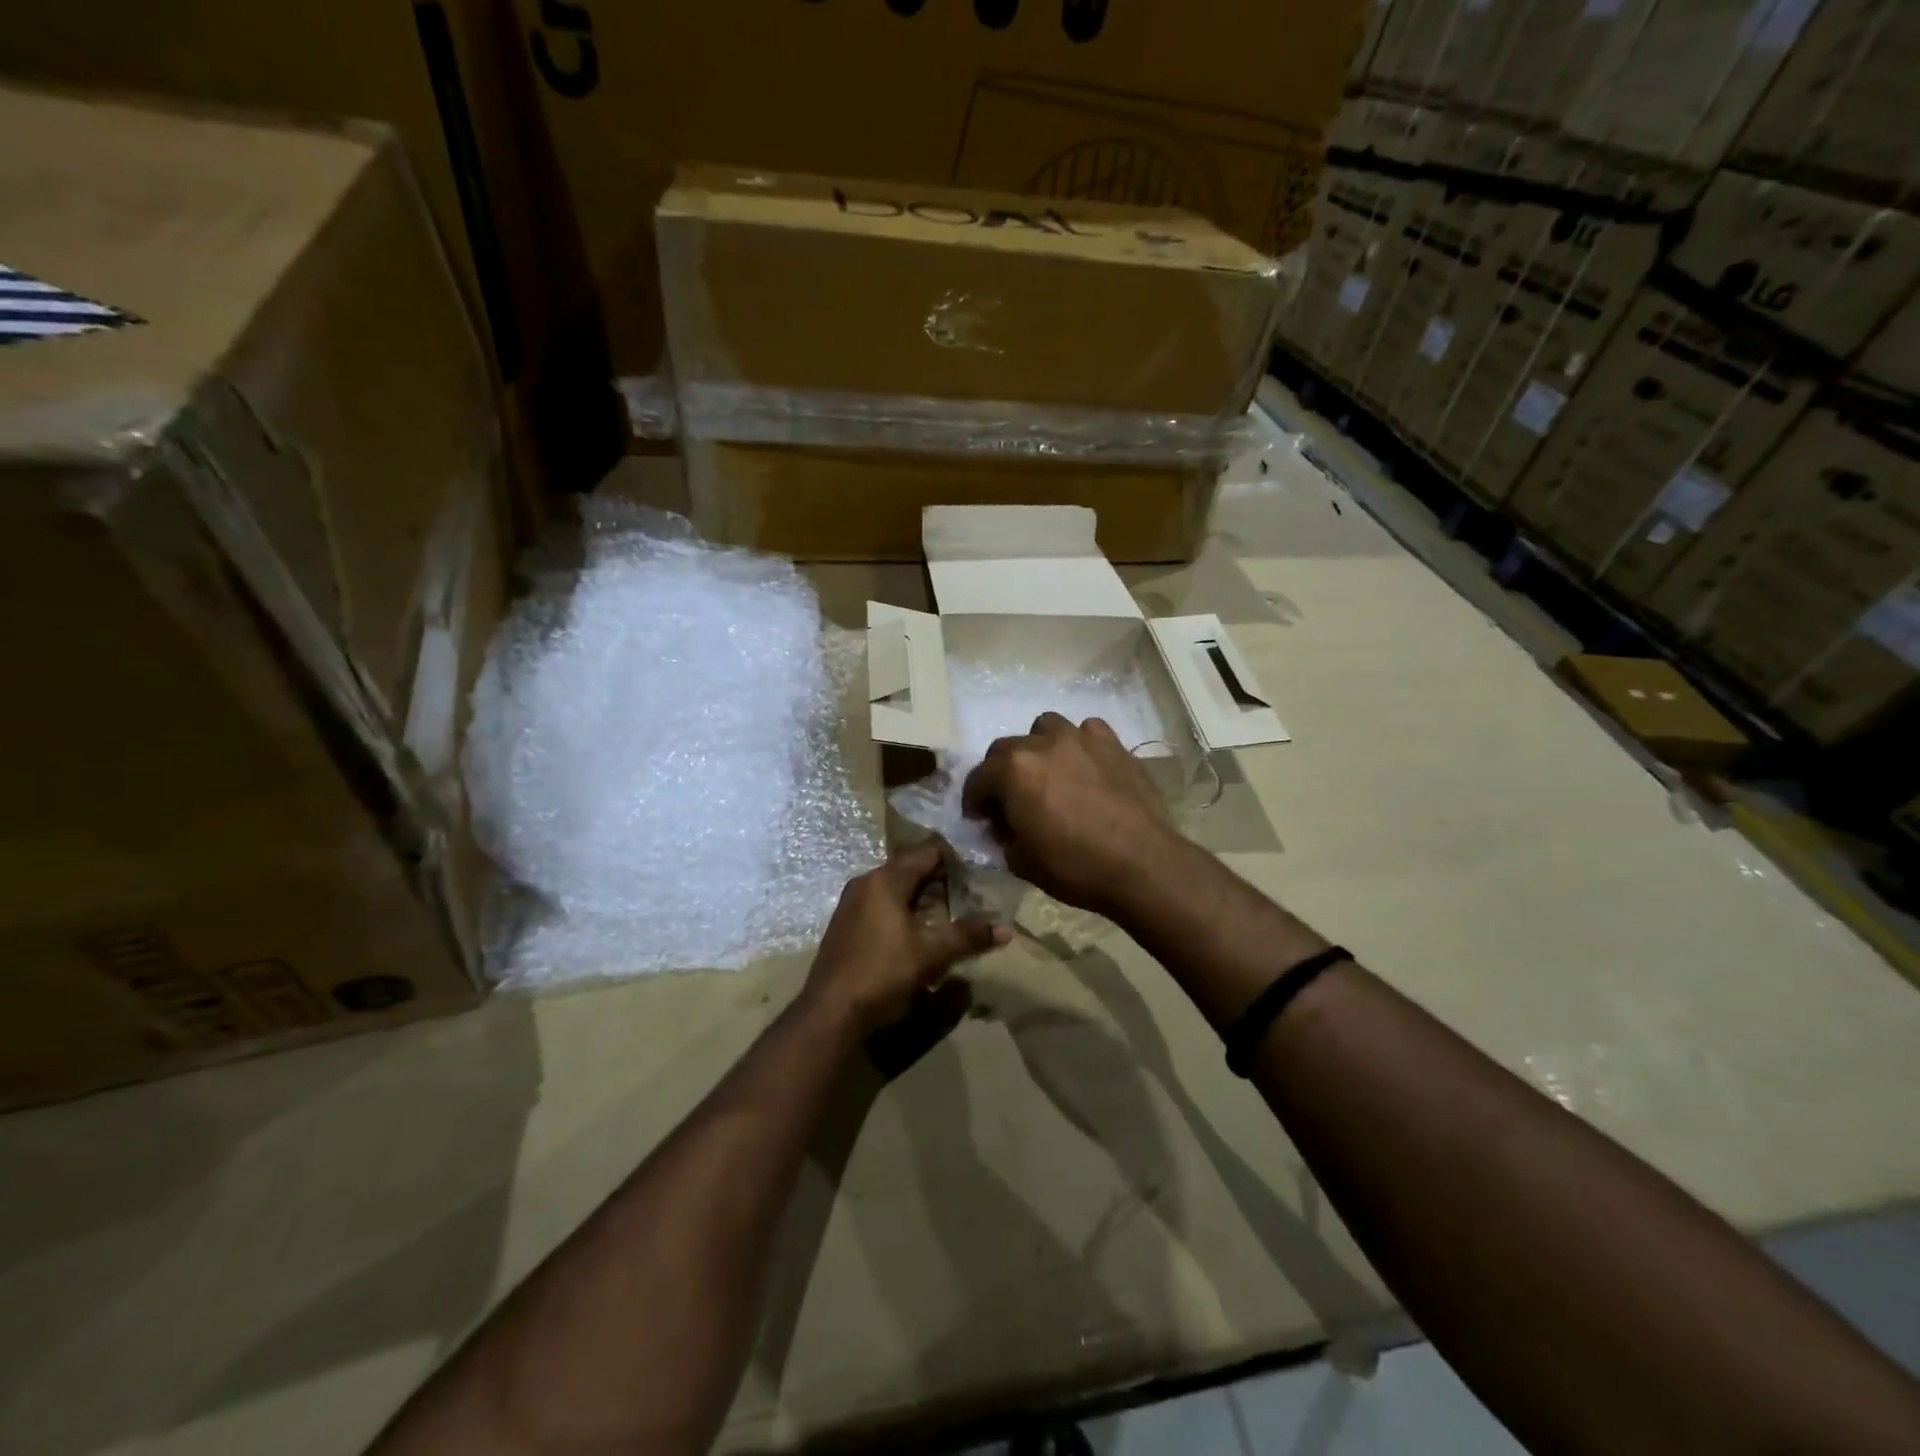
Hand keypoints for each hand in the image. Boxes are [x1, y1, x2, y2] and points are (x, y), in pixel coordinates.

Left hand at [803, 841, 1008, 1036]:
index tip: (978, 873)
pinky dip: (904, 912)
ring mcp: (851, 905)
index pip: (926, 853)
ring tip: (950, 915)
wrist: (830, 1013)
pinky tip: (920, 934)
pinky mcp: (847, 926)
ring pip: (895, 890)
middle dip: (941, 881)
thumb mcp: (931, 954)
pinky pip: (882, 906)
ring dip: (923, 899)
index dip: (954, 860)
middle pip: (910, 869)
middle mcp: (865, 884)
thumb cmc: (883, 973)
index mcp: (884, 880)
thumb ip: (968, 936)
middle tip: (970, 895)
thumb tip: (1005, 929)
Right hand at [961, 713, 1180, 915]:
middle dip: (1000, 773)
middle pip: (1006, 748)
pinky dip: (1079, 745)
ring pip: (1045, 728)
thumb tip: (1004, 827)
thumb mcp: (1022, 862)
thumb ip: (1004, 837)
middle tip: (1010, 800)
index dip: (974, 801)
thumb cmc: (1075, 867)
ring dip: (1038, 747)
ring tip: (1047, 773)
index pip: (977, 779)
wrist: (1142, 864)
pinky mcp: (1113, 744)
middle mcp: (1042, 744)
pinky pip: (1087, 732)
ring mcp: (1081, 739)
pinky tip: (1085, 766)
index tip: (979, 819)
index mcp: (1013, 771)